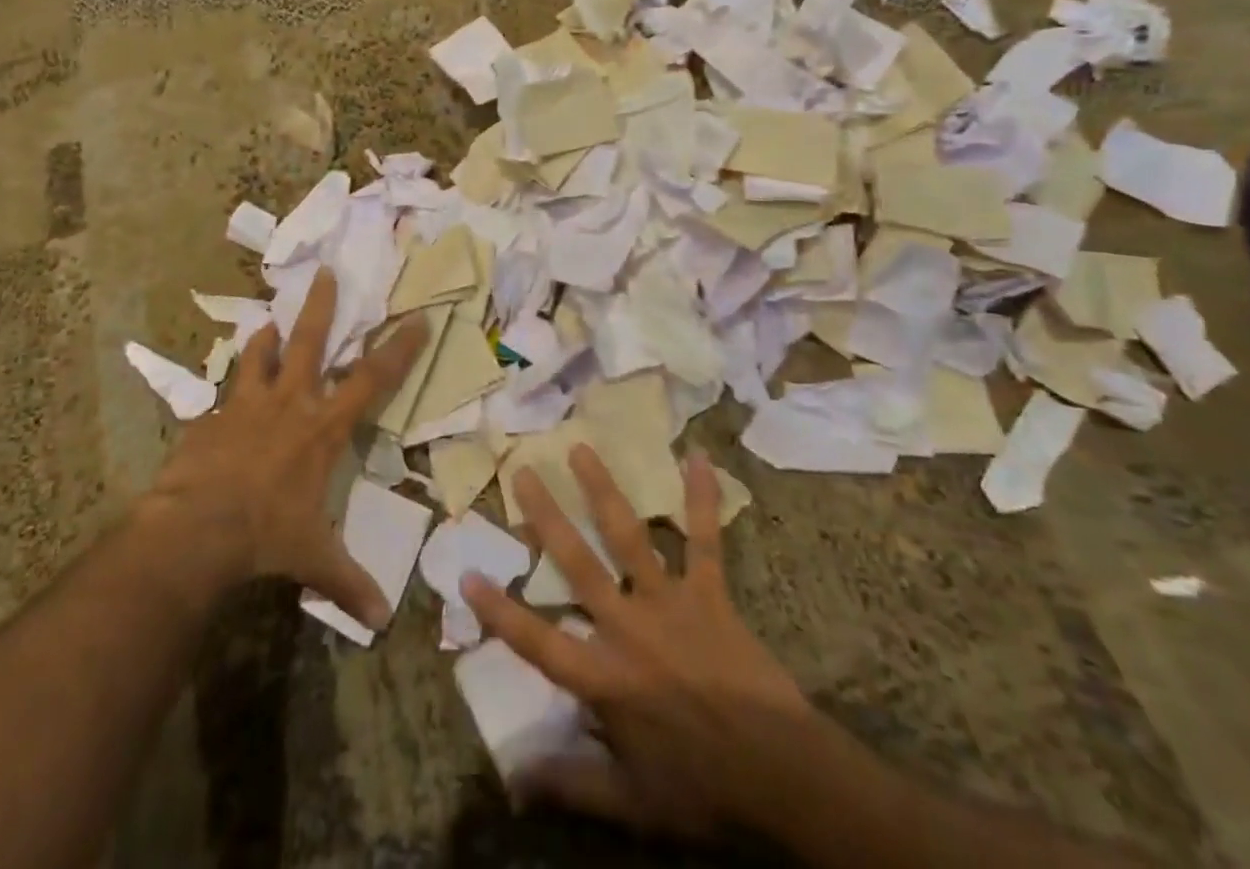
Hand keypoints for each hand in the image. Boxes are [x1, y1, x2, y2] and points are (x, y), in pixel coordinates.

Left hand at [141, 268, 427, 624]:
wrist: (197, 529)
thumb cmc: (266, 535)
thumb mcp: (314, 558)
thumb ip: (348, 582)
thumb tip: (382, 621)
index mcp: (322, 429)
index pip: (371, 380)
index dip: (397, 350)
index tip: (416, 319)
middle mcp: (290, 404)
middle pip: (310, 343)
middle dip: (320, 307)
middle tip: (324, 273)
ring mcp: (247, 405)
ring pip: (261, 356)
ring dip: (268, 337)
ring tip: (269, 320)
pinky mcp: (212, 417)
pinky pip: (224, 391)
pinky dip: (230, 384)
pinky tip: (225, 385)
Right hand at [461, 445, 811, 842]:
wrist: (782, 777)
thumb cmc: (702, 787)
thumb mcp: (632, 801)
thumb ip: (572, 783)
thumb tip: (512, 778)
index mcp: (605, 677)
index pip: (539, 642)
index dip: (501, 611)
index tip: (467, 575)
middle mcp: (628, 627)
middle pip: (578, 564)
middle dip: (547, 517)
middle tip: (523, 472)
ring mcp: (669, 602)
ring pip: (628, 536)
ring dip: (603, 490)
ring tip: (581, 448)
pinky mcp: (709, 593)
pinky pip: (704, 540)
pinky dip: (702, 499)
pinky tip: (699, 457)